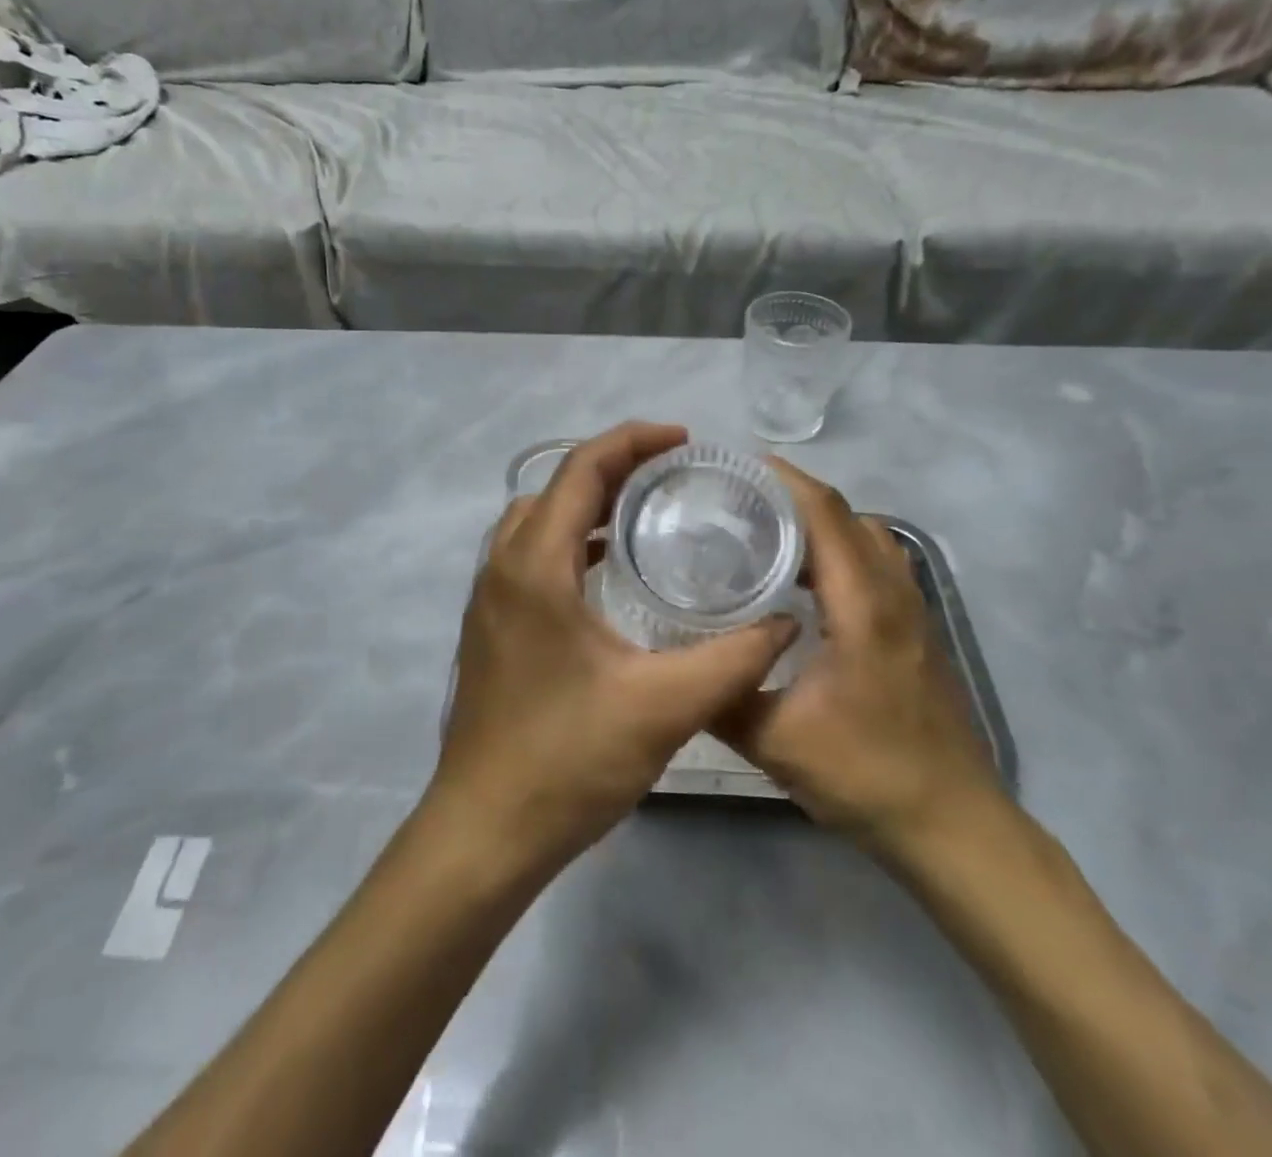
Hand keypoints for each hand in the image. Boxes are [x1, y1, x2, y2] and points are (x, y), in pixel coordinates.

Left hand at [426, 422, 799, 879]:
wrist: (485, 831)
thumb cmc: (567, 761)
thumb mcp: (664, 707)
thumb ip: (734, 659)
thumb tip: (786, 621)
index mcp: (535, 565)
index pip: (581, 469)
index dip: (633, 441)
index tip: (684, 440)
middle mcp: (502, 567)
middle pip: (557, 487)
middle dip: (614, 466)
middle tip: (674, 475)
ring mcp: (490, 598)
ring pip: (538, 521)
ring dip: (588, 504)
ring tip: (647, 513)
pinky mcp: (492, 627)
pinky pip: (531, 555)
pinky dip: (572, 541)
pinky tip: (612, 573)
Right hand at [715, 460, 1002, 853]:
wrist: (951, 824)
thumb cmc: (866, 775)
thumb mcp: (776, 740)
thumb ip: (721, 696)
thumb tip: (672, 664)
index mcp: (862, 604)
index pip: (826, 514)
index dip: (785, 480)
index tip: (738, 466)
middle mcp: (893, 593)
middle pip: (847, 517)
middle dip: (795, 496)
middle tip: (739, 501)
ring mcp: (911, 611)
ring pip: (867, 539)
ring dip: (822, 524)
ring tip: (768, 535)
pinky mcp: (915, 632)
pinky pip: (877, 566)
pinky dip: (841, 552)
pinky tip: (805, 586)